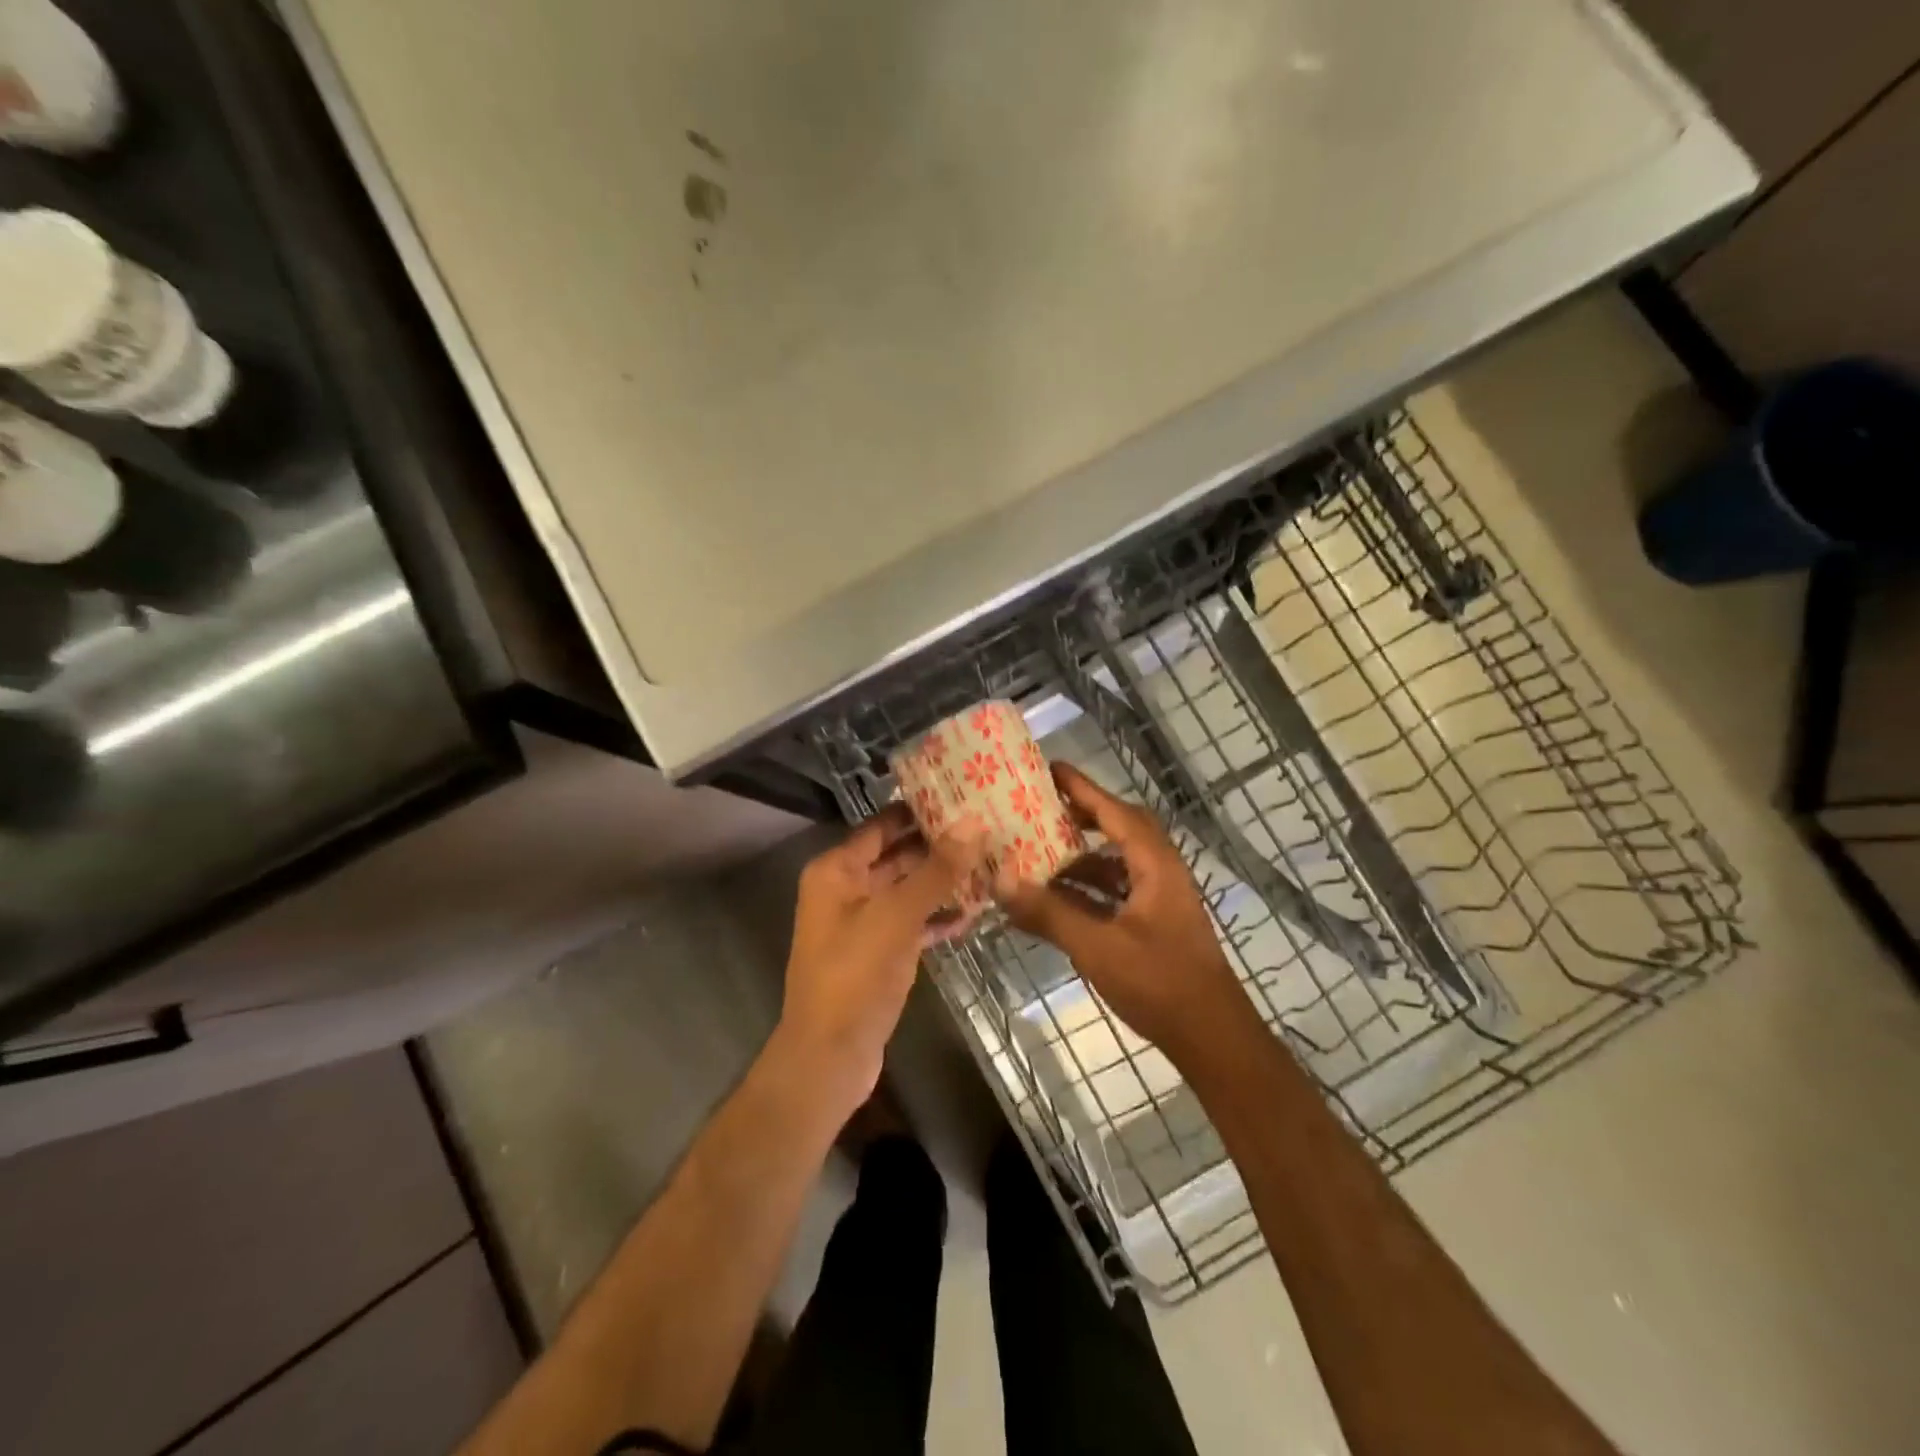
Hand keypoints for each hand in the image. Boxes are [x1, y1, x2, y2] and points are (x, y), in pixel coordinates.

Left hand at [776, 805, 985, 1109]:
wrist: (830, 1057)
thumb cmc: (854, 976)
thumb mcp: (896, 916)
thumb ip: (936, 870)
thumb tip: (974, 823)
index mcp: (837, 870)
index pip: (882, 825)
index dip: (919, 809)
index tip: (964, 794)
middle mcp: (848, 889)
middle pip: (898, 855)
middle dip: (940, 844)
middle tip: (990, 827)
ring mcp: (865, 923)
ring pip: (910, 890)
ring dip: (945, 880)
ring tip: (994, 862)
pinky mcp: (882, 953)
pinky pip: (915, 923)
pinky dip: (940, 916)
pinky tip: (978, 910)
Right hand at [998, 763, 1253, 1062]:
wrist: (1211, 1037)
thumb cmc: (1159, 983)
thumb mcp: (1097, 946)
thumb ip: (1049, 913)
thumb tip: (1000, 881)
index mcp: (1154, 864)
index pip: (1114, 811)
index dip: (1082, 788)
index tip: (1048, 768)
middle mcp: (1161, 872)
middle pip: (1119, 828)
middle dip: (1081, 815)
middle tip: (1040, 810)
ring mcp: (1160, 898)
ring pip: (1117, 862)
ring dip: (1081, 856)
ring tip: (1038, 853)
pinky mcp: (1155, 922)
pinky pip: (1117, 889)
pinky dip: (1088, 887)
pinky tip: (1057, 899)